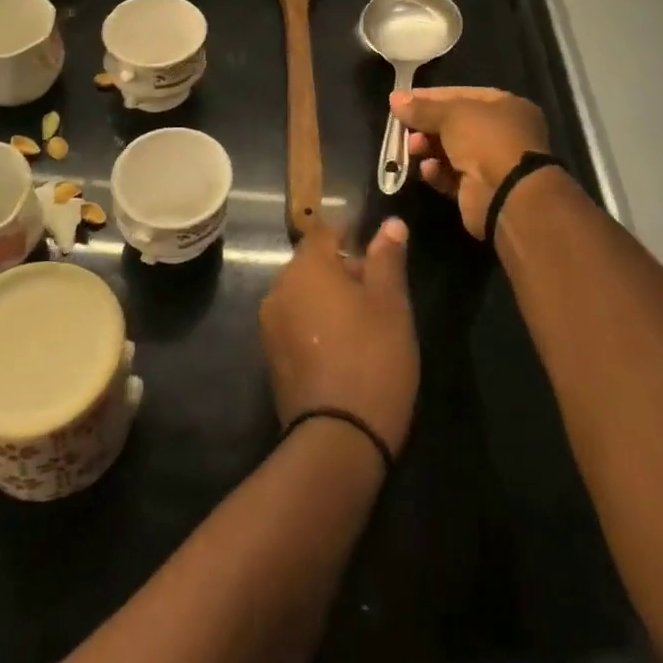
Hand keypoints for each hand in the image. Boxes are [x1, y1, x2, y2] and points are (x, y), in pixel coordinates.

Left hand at [259, 218, 417, 453]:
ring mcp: (271, 324)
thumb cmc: (372, 357)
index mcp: (306, 267)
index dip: (351, 233)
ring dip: (329, 297)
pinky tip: (344, 346)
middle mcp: (280, 288)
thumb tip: (391, 223)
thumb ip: (387, 258)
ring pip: (304, 293)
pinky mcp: (272, 356)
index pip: (325, 231)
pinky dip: (317, 323)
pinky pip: (296, 322)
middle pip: (312, 262)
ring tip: (365, 322)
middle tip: (379, 291)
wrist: (339, 439)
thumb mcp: (391, 303)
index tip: (377, 250)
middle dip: (343, 268)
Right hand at [392, 87, 549, 239]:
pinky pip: (451, 177)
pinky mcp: (479, 191)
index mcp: (506, 107)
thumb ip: (422, 107)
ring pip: (450, 152)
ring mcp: (492, 163)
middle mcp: (502, 133)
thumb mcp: (451, 115)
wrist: (507, 195)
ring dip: (428, 148)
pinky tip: (427, 170)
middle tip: (402, 127)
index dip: (431, 97)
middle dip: (426, 126)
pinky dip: (437, 172)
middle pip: (455, 124)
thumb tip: (394, 98)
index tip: (402, 100)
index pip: (463, 95)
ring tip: (413, 148)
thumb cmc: (486, 140)